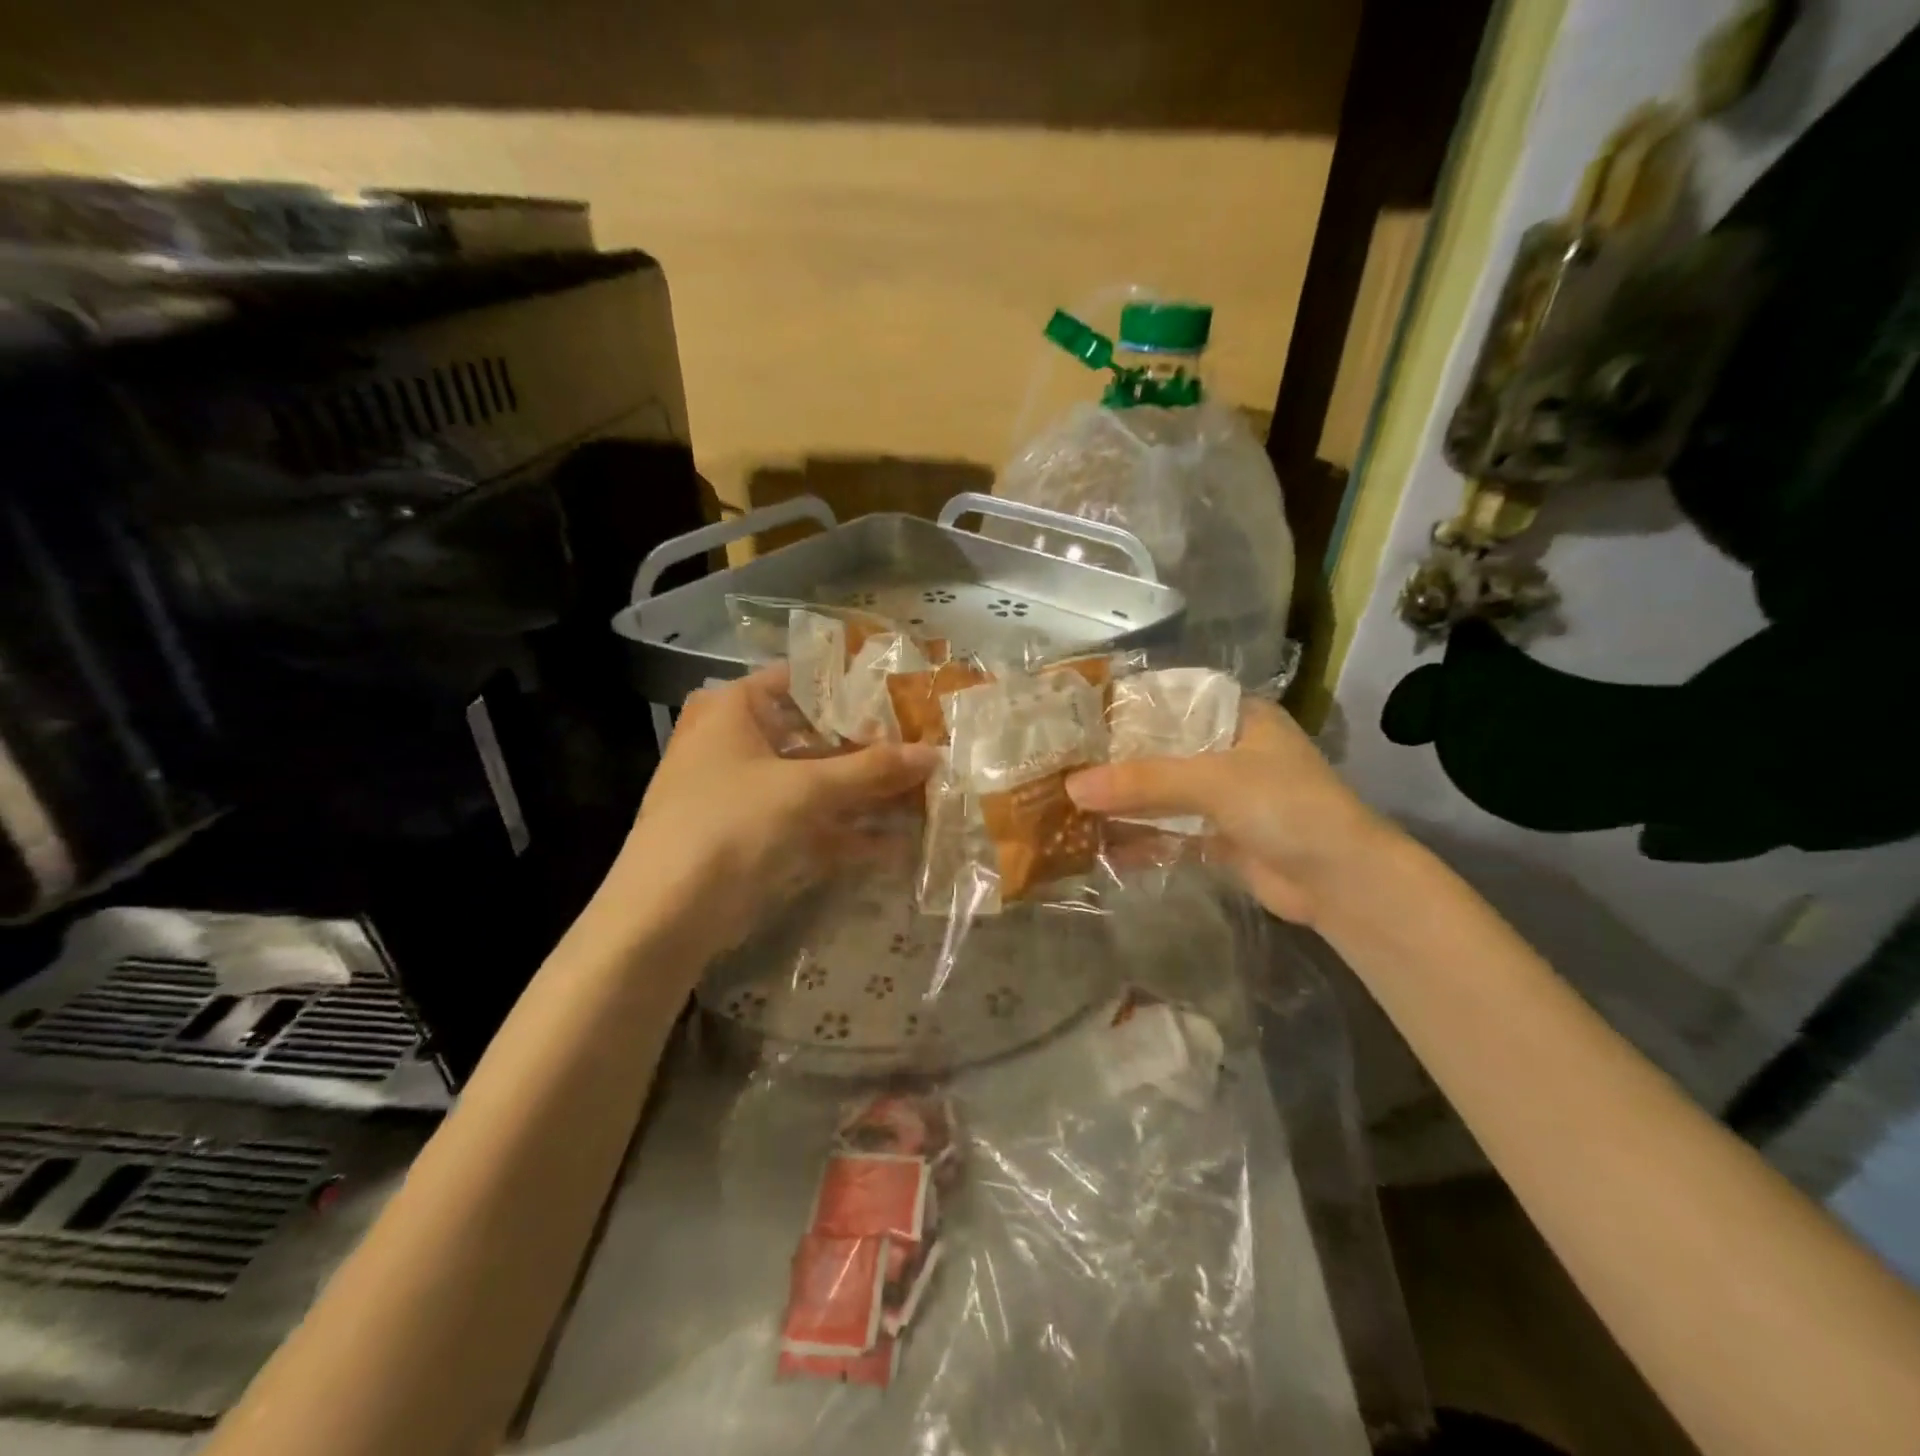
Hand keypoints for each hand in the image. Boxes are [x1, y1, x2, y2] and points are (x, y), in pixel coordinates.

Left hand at [611, 666, 938, 952]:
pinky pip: (811, 823)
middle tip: (925, 746)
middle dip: (870, 748)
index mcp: (734, 709)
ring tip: (924, 794)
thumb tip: (935, 753)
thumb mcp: (805, 789)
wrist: (665, 916)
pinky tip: (897, 843)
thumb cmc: (729, 824)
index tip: (906, 697)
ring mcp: (746, 793)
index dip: (855, 689)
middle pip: (816, 736)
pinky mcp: (756, 837)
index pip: (803, 681)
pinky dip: (849, 831)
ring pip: (817, 783)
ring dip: (865, 793)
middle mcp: (737, 743)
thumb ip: (872, 769)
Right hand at [1066, 698, 1397, 927]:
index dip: (1124, 709)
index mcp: (1236, 717)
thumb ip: (1142, 781)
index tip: (1075, 719)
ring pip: (1161, 793)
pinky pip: (1168, 831)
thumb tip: (1070, 787)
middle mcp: (1228, 750)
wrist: (1343, 884)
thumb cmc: (1287, 807)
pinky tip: (1099, 844)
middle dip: (1115, 762)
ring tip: (1069, 804)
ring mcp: (1223, 796)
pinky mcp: (1219, 836)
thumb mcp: (1213, 782)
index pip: (1169, 702)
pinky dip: (1139, 837)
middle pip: (1159, 750)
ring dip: (1123, 802)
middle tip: (1061, 764)